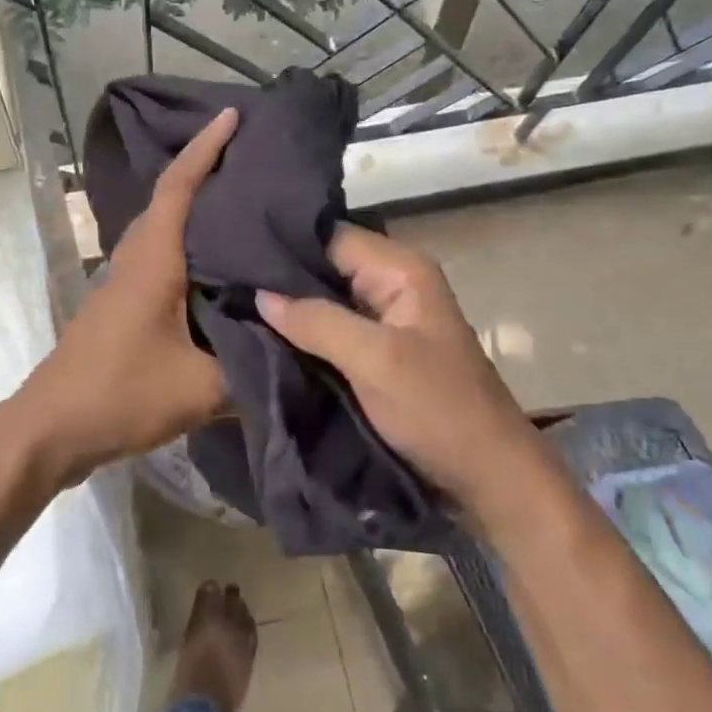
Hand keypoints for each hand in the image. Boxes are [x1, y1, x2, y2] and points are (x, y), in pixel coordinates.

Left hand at [16, 108, 237, 487]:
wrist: (50, 429)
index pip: (179, 187)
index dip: (206, 148)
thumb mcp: (200, 388)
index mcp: (153, 262)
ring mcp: (123, 284)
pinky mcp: (121, 308)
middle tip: (253, 161)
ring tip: (243, 209)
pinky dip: (188, 249)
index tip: (233, 116)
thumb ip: (252, 369)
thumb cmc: (120, 395)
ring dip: (196, 211)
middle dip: (206, 171)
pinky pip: (160, 260)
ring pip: (163, 231)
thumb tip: (296, 354)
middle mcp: (135, 260)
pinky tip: (218, 271)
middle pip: (170, 201)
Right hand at [255, 225, 542, 510]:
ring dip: (289, 306)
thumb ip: (317, 321)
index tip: (232, 252)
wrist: (487, 474)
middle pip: (326, 265)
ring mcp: (387, 318)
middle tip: (223, 280)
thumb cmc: (437, 409)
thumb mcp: (375, 361)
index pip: (330, 236)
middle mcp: (393, 283)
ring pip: (327, 298)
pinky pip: (333, 327)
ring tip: (232, 302)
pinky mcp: (379, 349)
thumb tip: (260, 294)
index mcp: (401, 269)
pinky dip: (304, 331)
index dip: (284, 243)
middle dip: (280, 276)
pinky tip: (265, 333)